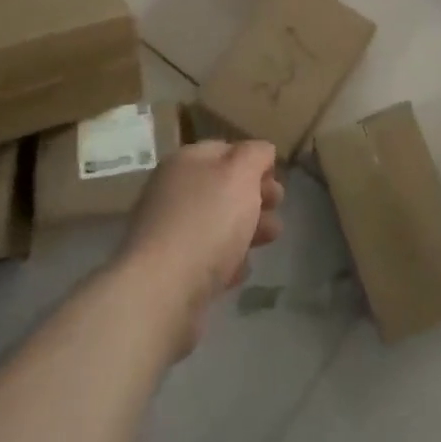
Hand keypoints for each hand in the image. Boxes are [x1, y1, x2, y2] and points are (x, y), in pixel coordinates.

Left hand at [117, 139, 284, 356]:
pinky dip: (226, 260)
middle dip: (256, 197)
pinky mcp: (170, 269)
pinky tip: (239, 271)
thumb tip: (261, 152)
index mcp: (185, 161)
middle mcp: (172, 191)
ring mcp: (168, 231)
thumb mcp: (241, 174)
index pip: (227, 149)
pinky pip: (206, 257)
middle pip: (223, 187)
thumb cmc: (207, 222)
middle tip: (277, 208)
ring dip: (247, 229)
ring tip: (268, 241)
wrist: (162, 291)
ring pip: (218, 223)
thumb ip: (255, 155)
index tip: (277, 180)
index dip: (256, 161)